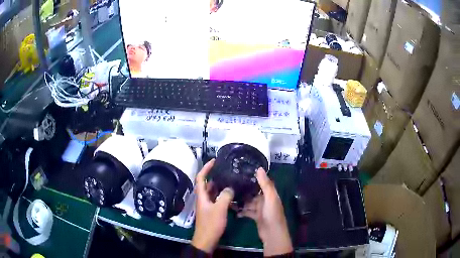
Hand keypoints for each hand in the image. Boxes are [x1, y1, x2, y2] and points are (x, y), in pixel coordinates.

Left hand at [191, 159, 234, 253]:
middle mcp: (203, 199)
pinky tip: (232, 195)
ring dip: (219, 186)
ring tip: (231, 180)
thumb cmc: (211, 223)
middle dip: (214, 176)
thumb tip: (229, 188)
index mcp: (201, 196)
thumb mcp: (219, 209)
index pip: (201, 178)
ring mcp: (207, 205)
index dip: (206, 168)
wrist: (206, 239)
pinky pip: (216, 199)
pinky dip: (222, 195)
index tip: (214, 161)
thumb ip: (225, 196)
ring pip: (212, 192)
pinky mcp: (211, 211)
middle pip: (206, 184)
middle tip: (226, 171)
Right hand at [238, 168, 292, 255]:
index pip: (262, 183)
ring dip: (241, 201)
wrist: (272, 233)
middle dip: (244, 190)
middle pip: (253, 193)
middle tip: (231, 185)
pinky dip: (241, 211)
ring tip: (229, 197)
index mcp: (270, 194)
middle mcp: (265, 200)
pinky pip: (247, 211)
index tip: (241, 171)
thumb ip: (265, 184)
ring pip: (249, 202)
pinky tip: (234, 210)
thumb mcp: (270, 198)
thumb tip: (259, 168)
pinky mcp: (255, 217)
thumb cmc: (272, 214)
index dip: (253, 178)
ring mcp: (260, 209)